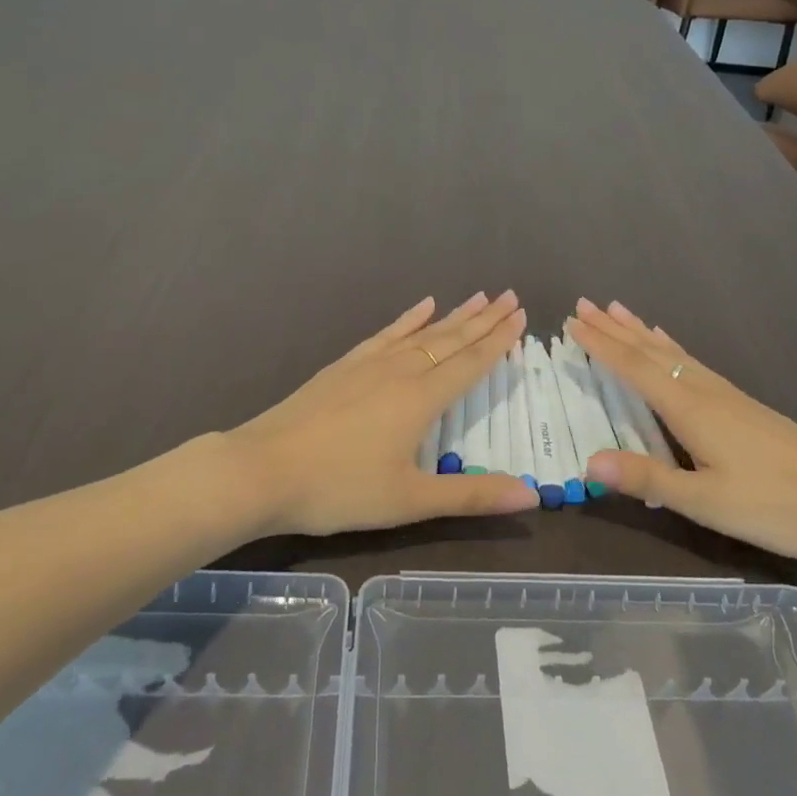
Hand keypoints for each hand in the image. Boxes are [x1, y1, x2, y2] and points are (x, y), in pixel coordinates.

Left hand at [229, 292, 539, 535]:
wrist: (264, 469)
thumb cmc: (340, 489)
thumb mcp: (409, 501)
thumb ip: (471, 496)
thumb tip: (532, 497)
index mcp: (422, 399)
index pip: (471, 363)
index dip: (499, 340)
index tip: (521, 315)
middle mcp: (402, 370)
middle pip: (452, 339)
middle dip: (484, 319)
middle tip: (510, 295)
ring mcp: (370, 363)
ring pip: (422, 332)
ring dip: (454, 315)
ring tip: (478, 296)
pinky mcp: (345, 365)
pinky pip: (386, 333)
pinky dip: (408, 319)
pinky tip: (422, 306)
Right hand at [567, 299, 796, 559]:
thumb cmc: (770, 504)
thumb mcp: (704, 501)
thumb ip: (647, 479)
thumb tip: (588, 462)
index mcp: (688, 408)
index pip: (633, 369)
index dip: (601, 346)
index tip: (572, 323)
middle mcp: (701, 390)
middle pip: (649, 351)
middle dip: (613, 328)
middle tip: (583, 304)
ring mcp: (723, 393)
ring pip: (671, 351)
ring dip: (639, 330)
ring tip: (617, 308)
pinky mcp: (739, 402)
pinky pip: (691, 360)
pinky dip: (670, 345)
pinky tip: (669, 343)